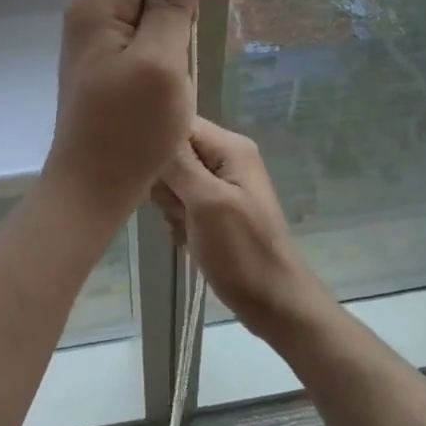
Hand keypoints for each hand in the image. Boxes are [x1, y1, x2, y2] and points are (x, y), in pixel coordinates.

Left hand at [44, 0, 235, 221]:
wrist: (90, 189)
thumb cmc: (129, 132)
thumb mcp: (161, 63)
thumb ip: (172, 3)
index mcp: (100, 2)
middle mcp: (91, 8)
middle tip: (201, 35)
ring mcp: (95, 34)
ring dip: (177, 16)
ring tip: (184, 60)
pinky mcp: (103, 56)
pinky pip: (141, 25)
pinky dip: (166, 37)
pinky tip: (171, 69)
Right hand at [154, 118, 331, 339]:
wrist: (272, 301)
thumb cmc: (242, 251)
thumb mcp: (207, 202)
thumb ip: (179, 163)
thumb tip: (153, 125)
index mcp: (230, 147)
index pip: (181, 123)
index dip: (160, 143)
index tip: (153, 172)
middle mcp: (226, 158)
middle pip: (173, 152)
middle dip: (166, 182)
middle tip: (181, 208)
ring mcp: (220, 185)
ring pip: (172, 181)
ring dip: (171, 206)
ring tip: (188, 227)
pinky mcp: (213, 209)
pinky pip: (180, 203)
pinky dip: (179, 221)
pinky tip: (189, 239)